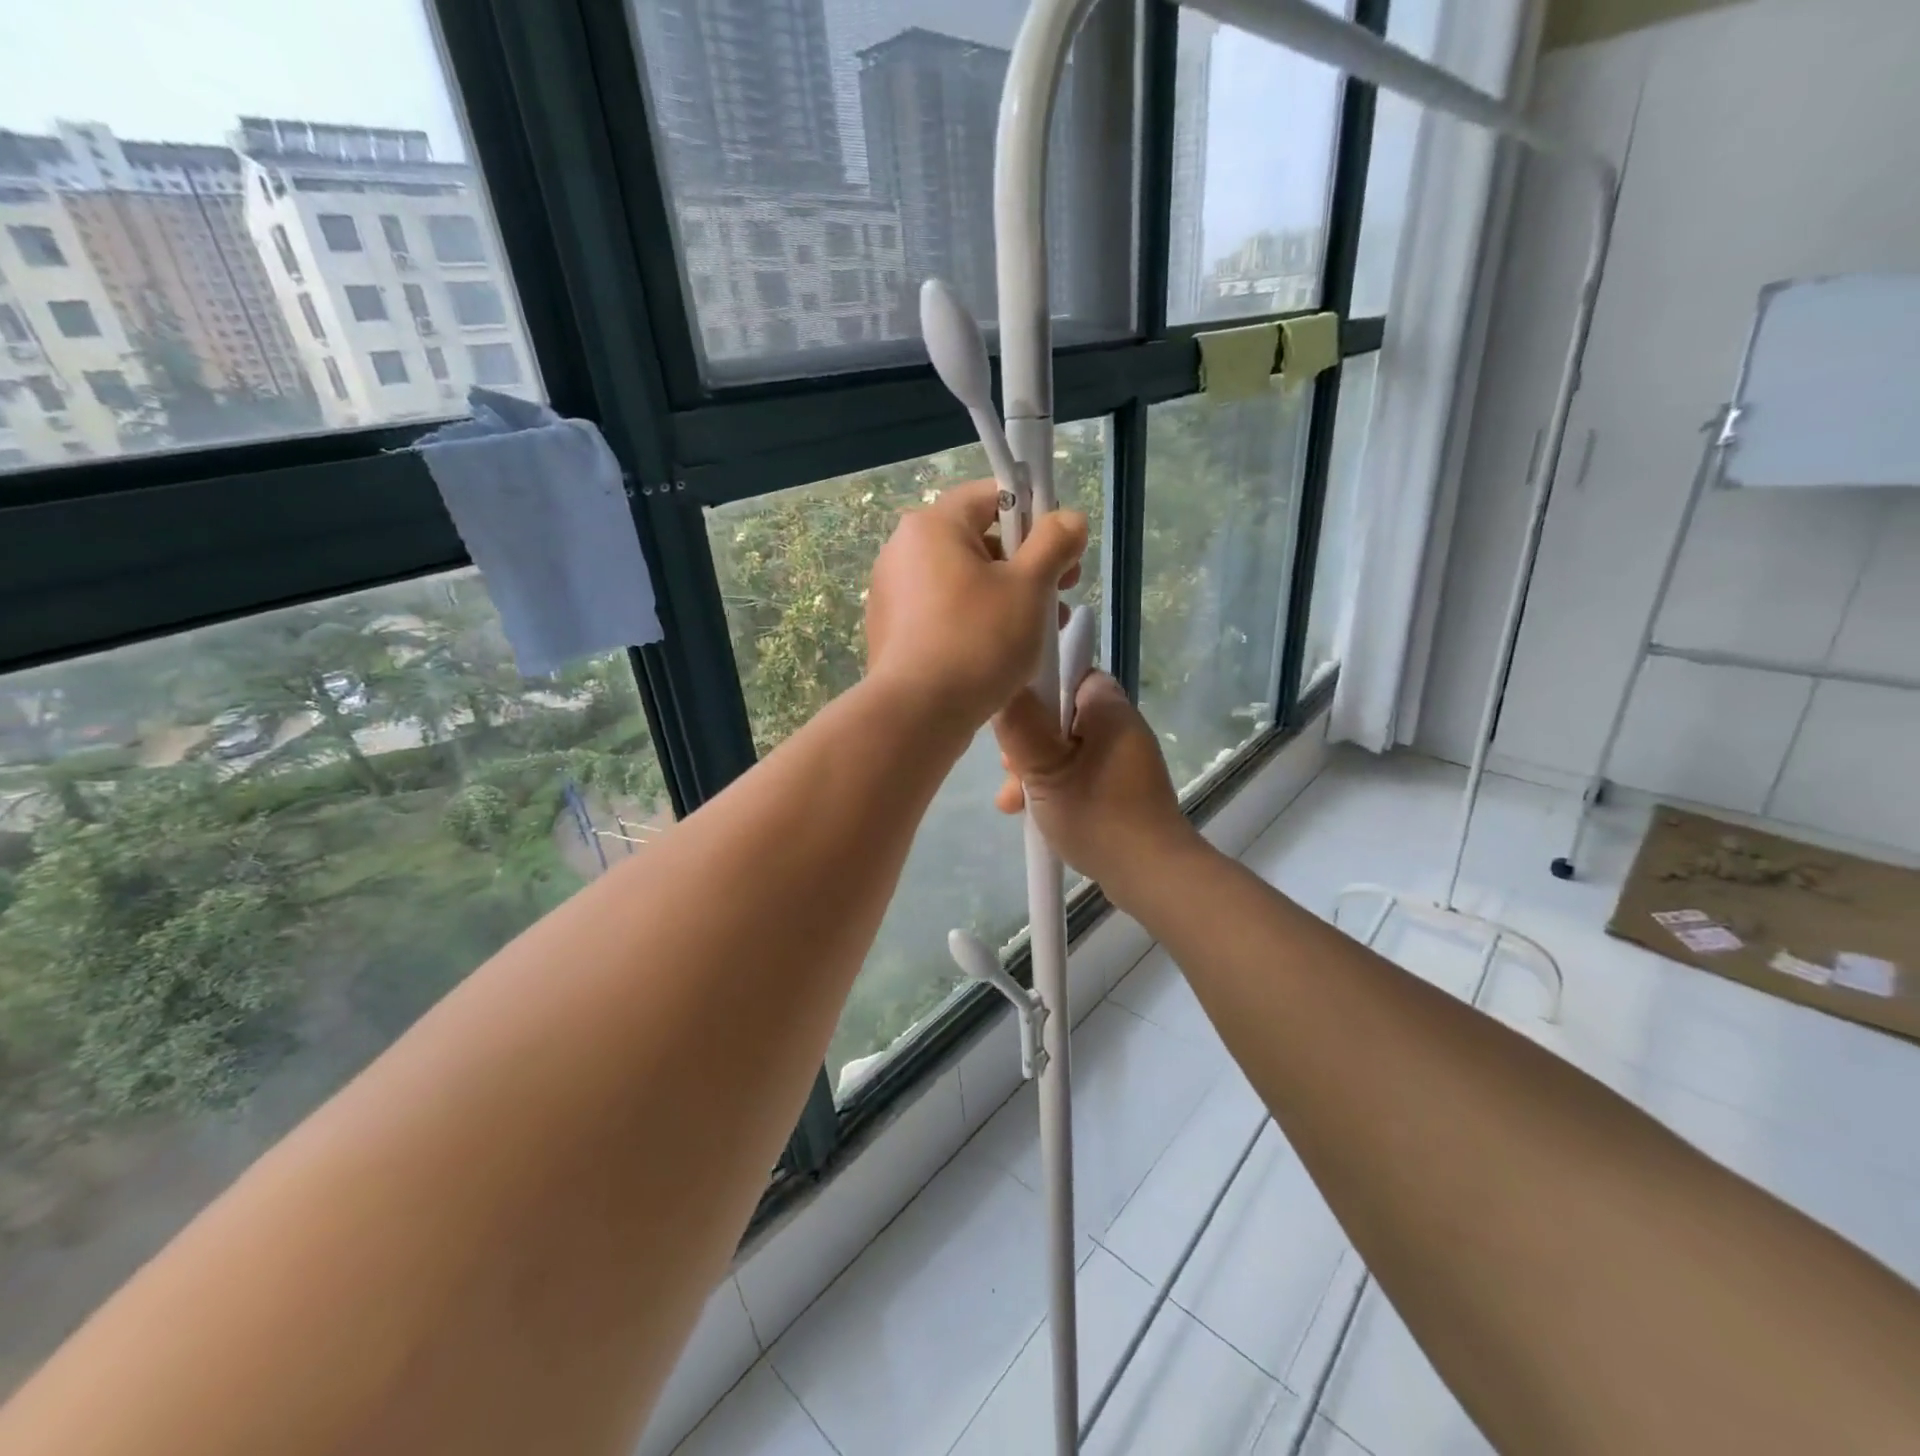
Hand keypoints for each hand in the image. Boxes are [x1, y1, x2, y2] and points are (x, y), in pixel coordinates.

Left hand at [865, 479, 1086, 728]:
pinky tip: (1000, 653)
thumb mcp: (1030, 586)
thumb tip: (1068, 518)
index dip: (1035, 516)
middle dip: (1026, 565)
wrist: (917, 714)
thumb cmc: (978, 640)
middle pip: (978, 541)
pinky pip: (943, 612)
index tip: (1062, 551)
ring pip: (964, 582)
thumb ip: (1055, 543)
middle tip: (1060, 596)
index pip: (992, 496)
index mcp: (932, 526)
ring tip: (1040, 632)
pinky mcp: (892, 631)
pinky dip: (975, 622)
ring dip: (1007, 597)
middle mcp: (903, 550)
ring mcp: (892, 593)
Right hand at [992, 671, 1207, 907]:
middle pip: (1060, 714)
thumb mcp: (1046, 771)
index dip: (1036, 687)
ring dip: (1033, 770)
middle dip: (1027, 741)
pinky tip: (1031, 813)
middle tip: (1008, 770)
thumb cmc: (1098, 815)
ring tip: (1012, 804)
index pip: (1069, 670)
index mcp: (1108, 710)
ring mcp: (1121, 759)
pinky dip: (1053, 787)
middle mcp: (1119, 726)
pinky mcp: (1120, 787)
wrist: (1151, 875)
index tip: (1012, 716)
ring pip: (1063, 749)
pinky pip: (1077, 773)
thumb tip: (1003, 687)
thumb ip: (1020, 726)